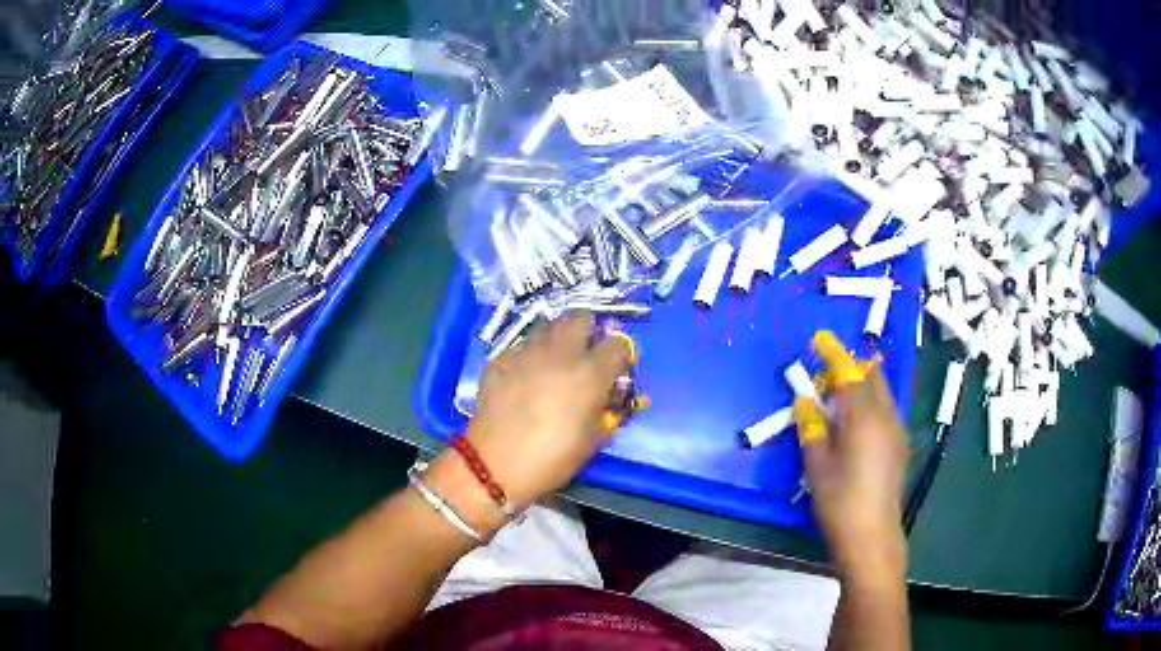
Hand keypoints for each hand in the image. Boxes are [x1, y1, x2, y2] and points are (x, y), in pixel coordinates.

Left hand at [425, 312, 632, 534]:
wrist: (494, 464)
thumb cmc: (552, 458)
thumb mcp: (593, 440)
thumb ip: (608, 412)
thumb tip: (611, 397)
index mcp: (590, 373)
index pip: (618, 343)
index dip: (619, 354)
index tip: (615, 368)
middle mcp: (560, 353)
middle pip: (580, 317)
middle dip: (587, 330)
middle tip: (584, 353)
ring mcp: (526, 352)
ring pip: (547, 326)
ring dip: (556, 337)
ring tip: (553, 360)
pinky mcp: (500, 359)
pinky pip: (521, 346)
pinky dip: (528, 354)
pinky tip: (524, 375)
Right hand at [801, 368, 907, 582]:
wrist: (872, 535)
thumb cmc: (839, 501)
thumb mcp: (817, 466)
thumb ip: (812, 428)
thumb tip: (806, 402)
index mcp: (863, 418)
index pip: (849, 375)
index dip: (834, 355)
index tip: (820, 339)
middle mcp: (885, 417)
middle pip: (872, 377)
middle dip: (852, 367)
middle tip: (828, 373)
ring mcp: (896, 431)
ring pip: (882, 393)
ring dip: (862, 385)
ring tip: (840, 396)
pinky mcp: (900, 445)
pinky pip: (886, 409)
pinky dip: (871, 402)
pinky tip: (857, 421)